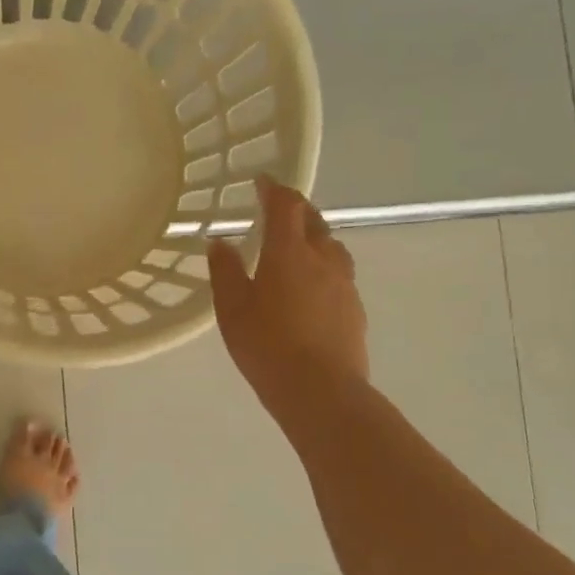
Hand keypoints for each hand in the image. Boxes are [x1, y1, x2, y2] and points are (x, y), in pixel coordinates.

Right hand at [208, 174, 367, 400]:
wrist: (321, 392)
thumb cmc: (267, 345)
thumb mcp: (232, 308)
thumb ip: (225, 271)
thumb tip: (220, 242)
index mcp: (289, 253)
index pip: (285, 206)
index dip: (274, 190)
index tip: (262, 182)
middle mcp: (322, 260)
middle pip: (314, 221)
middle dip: (296, 210)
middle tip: (277, 210)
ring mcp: (344, 285)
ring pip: (331, 247)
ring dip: (314, 236)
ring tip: (296, 246)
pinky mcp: (354, 309)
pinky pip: (339, 274)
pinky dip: (323, 266)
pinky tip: (310, 286)